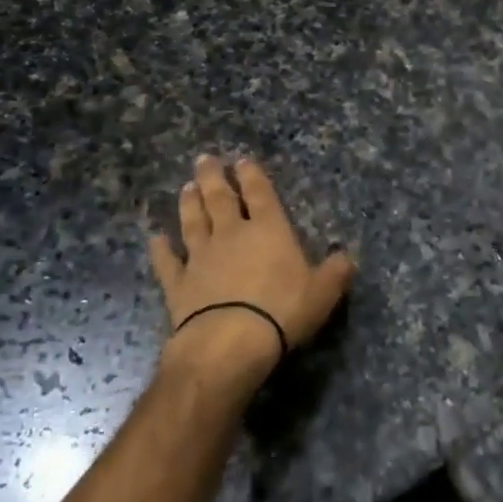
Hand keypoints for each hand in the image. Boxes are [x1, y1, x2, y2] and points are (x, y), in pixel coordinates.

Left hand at [149, 155, 355, 390]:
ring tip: (186, 187)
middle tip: (204, 159)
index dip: (252, 175)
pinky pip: (168, 262)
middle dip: (213, 177)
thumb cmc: (282, 311)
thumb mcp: (323, 293)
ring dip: (189, 204)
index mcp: (269, 230)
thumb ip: (336, 272)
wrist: (229, 342)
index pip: (260, 194)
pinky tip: (155, 239)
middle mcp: (232, 234)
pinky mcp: (179, 283)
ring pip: (193, 222)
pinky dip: (161, 249)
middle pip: (220, 199)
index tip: (242, 160)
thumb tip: (347, 257)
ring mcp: (201, 257)